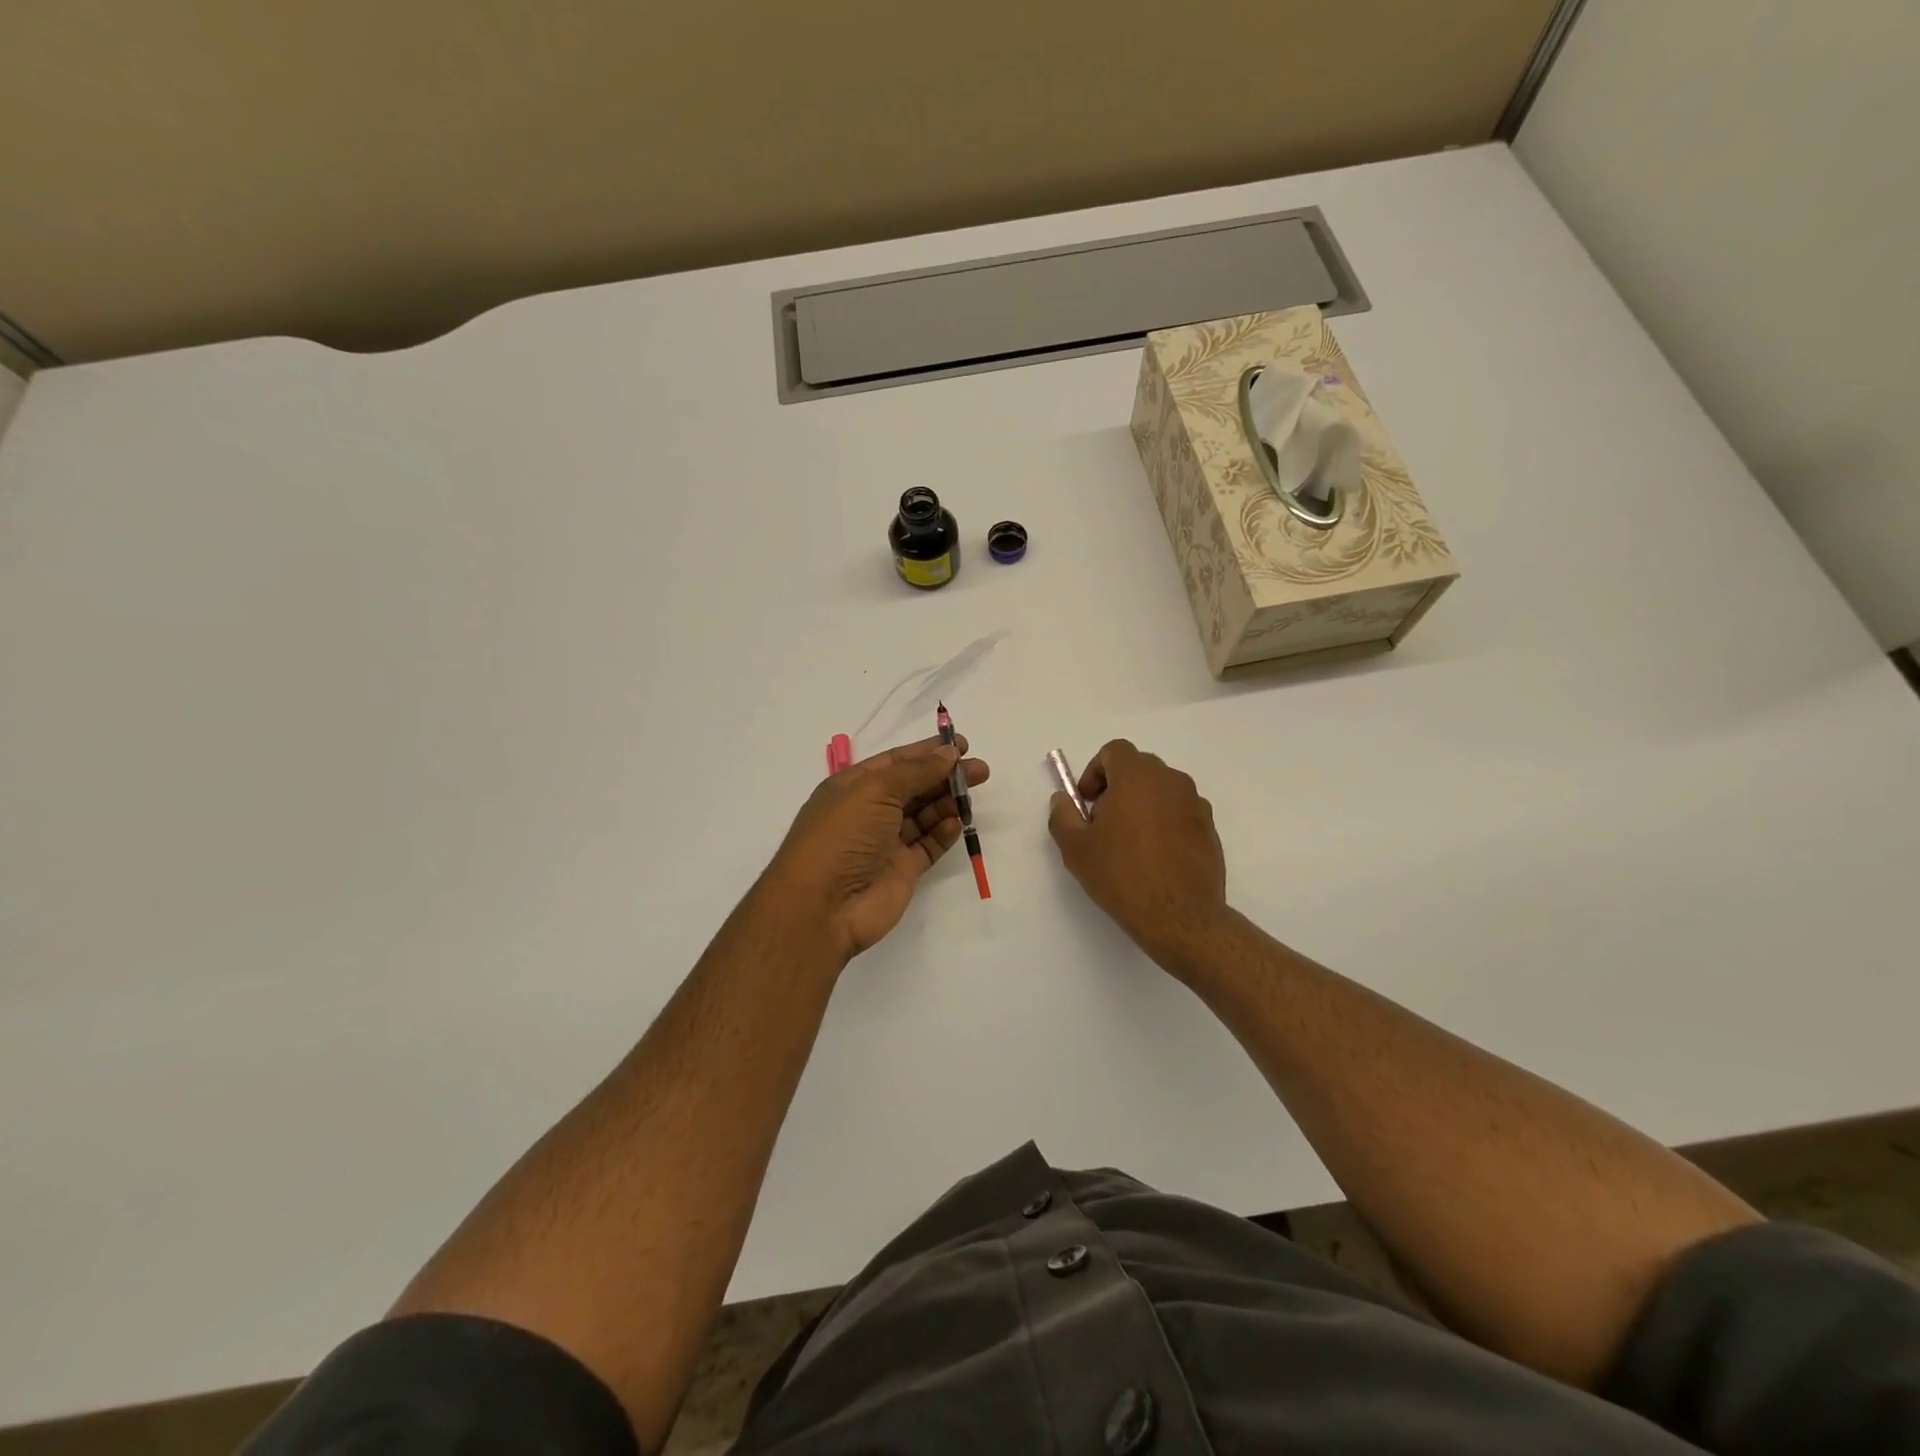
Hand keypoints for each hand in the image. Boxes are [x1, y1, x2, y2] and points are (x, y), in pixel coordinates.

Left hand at [764, 735, 990, 961]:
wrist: (822, 906)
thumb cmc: (842, 836)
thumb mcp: (874, 791)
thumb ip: (915, 771)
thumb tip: (948, 754)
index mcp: (853, 787)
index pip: (896, 761)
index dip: (928, 752)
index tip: (962, 745)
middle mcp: (869, 812)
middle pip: (914, 787)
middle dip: (945, 776)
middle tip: (980, 770)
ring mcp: (886, 843)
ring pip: (924, 815)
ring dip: (948, 801)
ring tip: (973, 792)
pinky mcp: (903, 871)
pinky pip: (929, 845)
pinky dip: (944, 832)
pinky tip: (957, 822)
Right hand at [1048, 739, 1226, 967]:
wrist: (1179, 916)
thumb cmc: (1122, 875)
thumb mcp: (1076, 848)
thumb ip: (1063, 815)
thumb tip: (1063, 800)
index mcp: (1138, 777)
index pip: (1115, 751)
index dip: (1095, 771)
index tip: (1087, 802)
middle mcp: (1171, 781)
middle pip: (1139, 768)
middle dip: (1117, 787)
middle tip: (1103, 823)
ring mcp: (1195, 804)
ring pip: (1161, 790)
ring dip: (1142, 804)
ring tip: (1129, 843)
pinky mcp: (1209, 829)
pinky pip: (1179, 812)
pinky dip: (1164, 823)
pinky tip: (1154, 858)